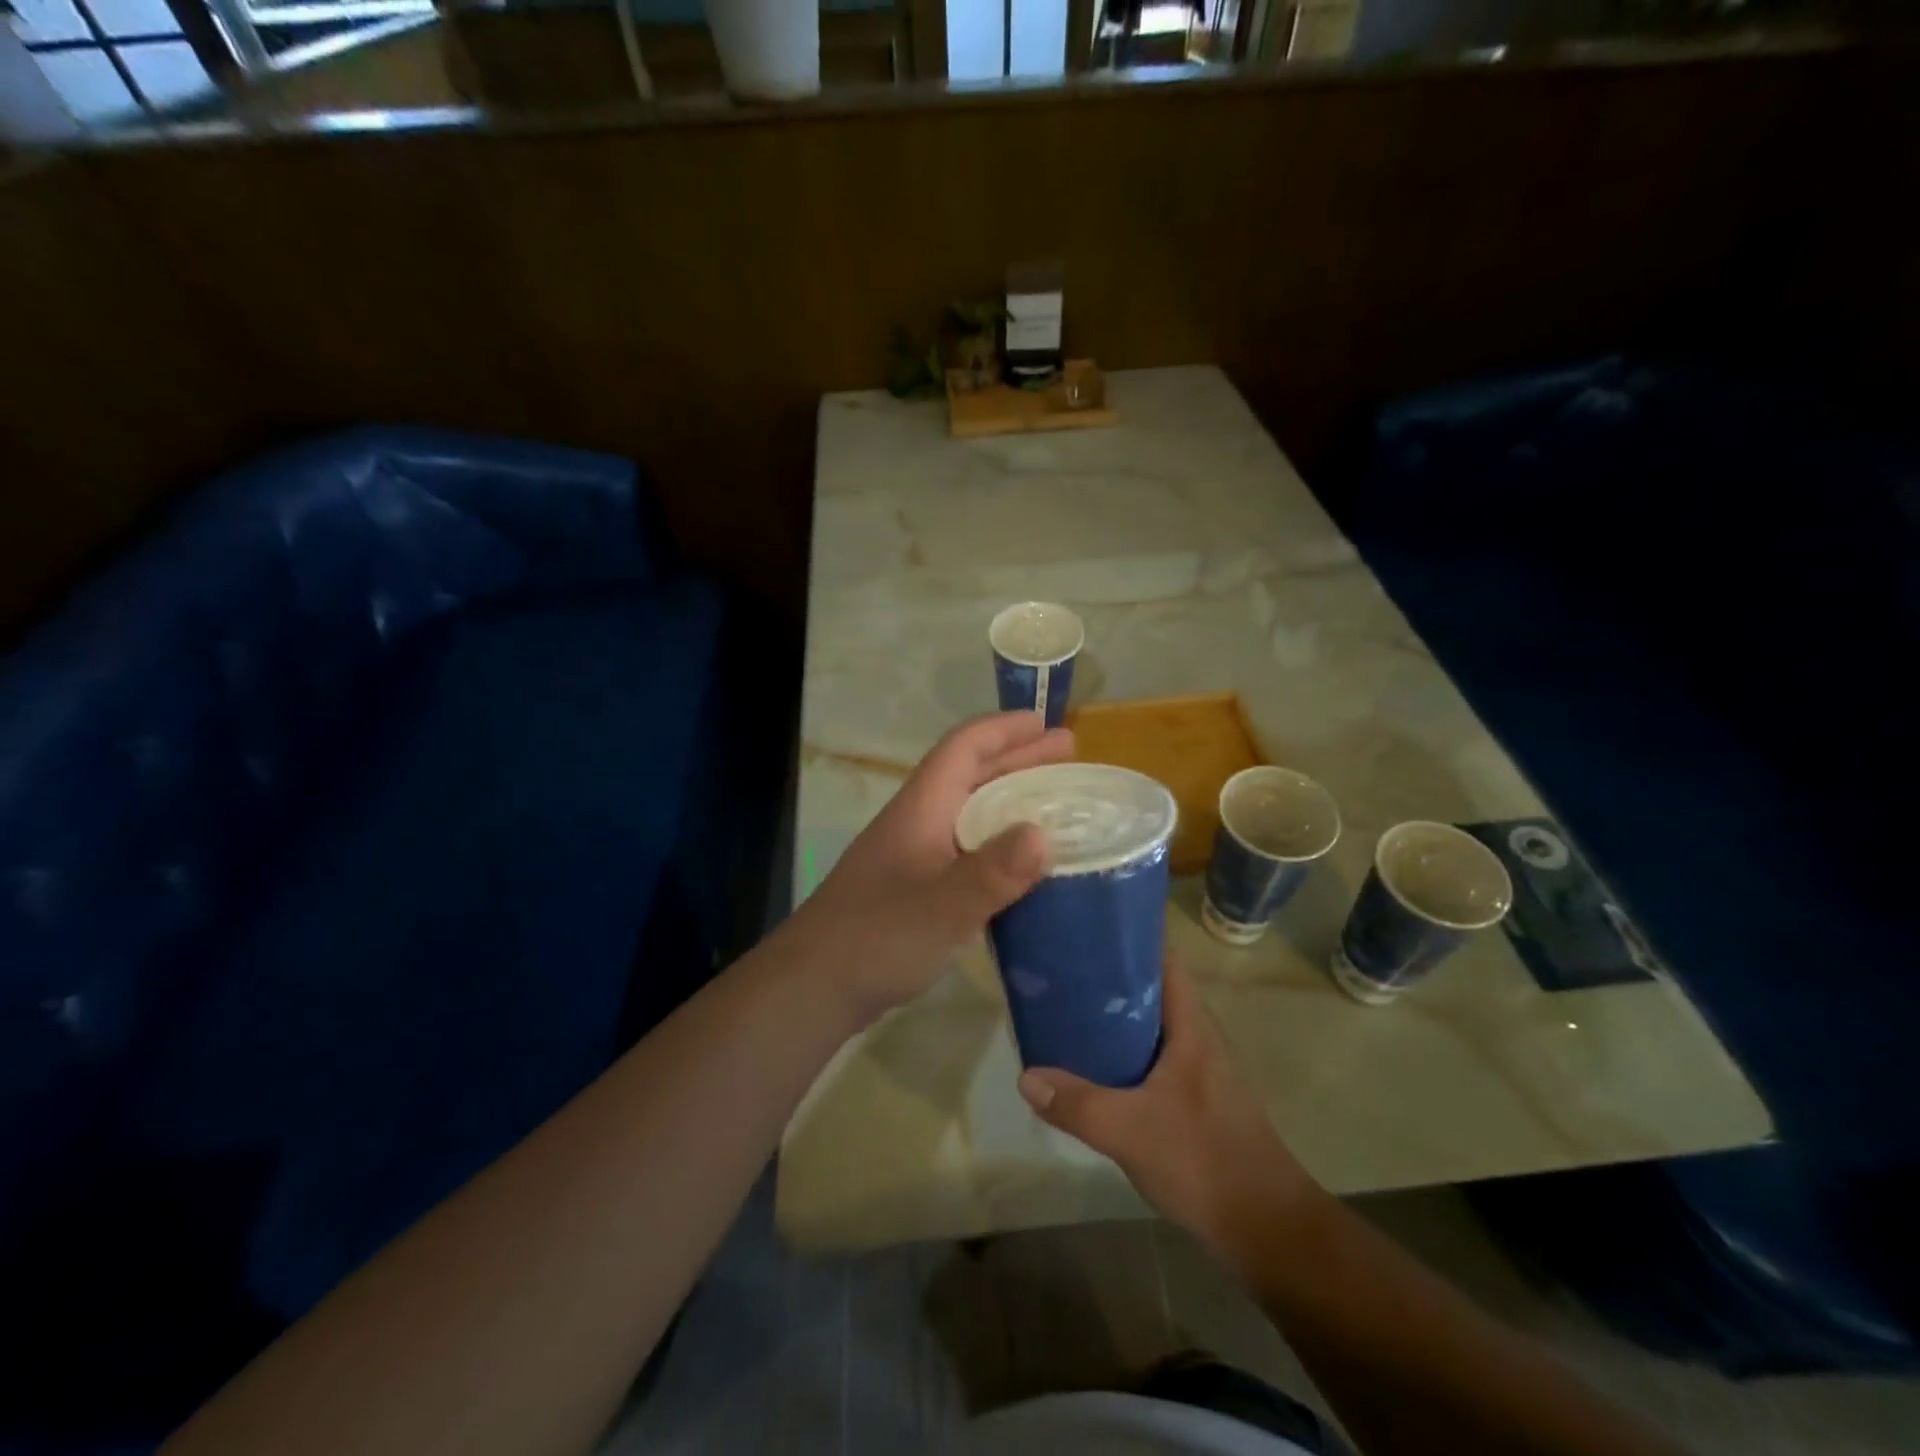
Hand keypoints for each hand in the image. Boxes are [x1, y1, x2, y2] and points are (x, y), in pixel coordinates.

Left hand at [794, 712, 1072, 1025]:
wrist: (813, 987)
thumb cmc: (874, 938)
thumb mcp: (939, 907)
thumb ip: (990, 873)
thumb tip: (1042, 834)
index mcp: (920, 809)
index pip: (962, 749)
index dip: (1003, 730)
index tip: (1046, 723)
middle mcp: (918, 823)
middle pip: (970, 775)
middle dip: (1018, 760)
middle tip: (1068, 756)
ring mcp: (915, 858)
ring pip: (971, 814)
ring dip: (1012, 801)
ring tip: (1056, 805)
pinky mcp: (917, 890)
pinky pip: (969, 851)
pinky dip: (1001, 847)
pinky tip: (1024, 868)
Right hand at [1017, 955, 1327, 1264]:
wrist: (1268, 1230)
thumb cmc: (1204, 1160)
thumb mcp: (1129, 1130)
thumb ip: (1077, 1102)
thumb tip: (1025, 1076)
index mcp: (1191, 1025)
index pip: (1163, 959)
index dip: (1129, 939)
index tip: (1086, 932)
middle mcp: (1198, 1037)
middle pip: (1151, 991)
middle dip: (1109, 980)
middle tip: (1061, 974)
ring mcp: (1201, 1070)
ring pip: (1151, 1028)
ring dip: (1115, 1020)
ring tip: (1068, 1014)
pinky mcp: (1197, 1100)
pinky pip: (1154, 1060)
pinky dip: (1124, 1055)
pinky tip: (1094, 1070)